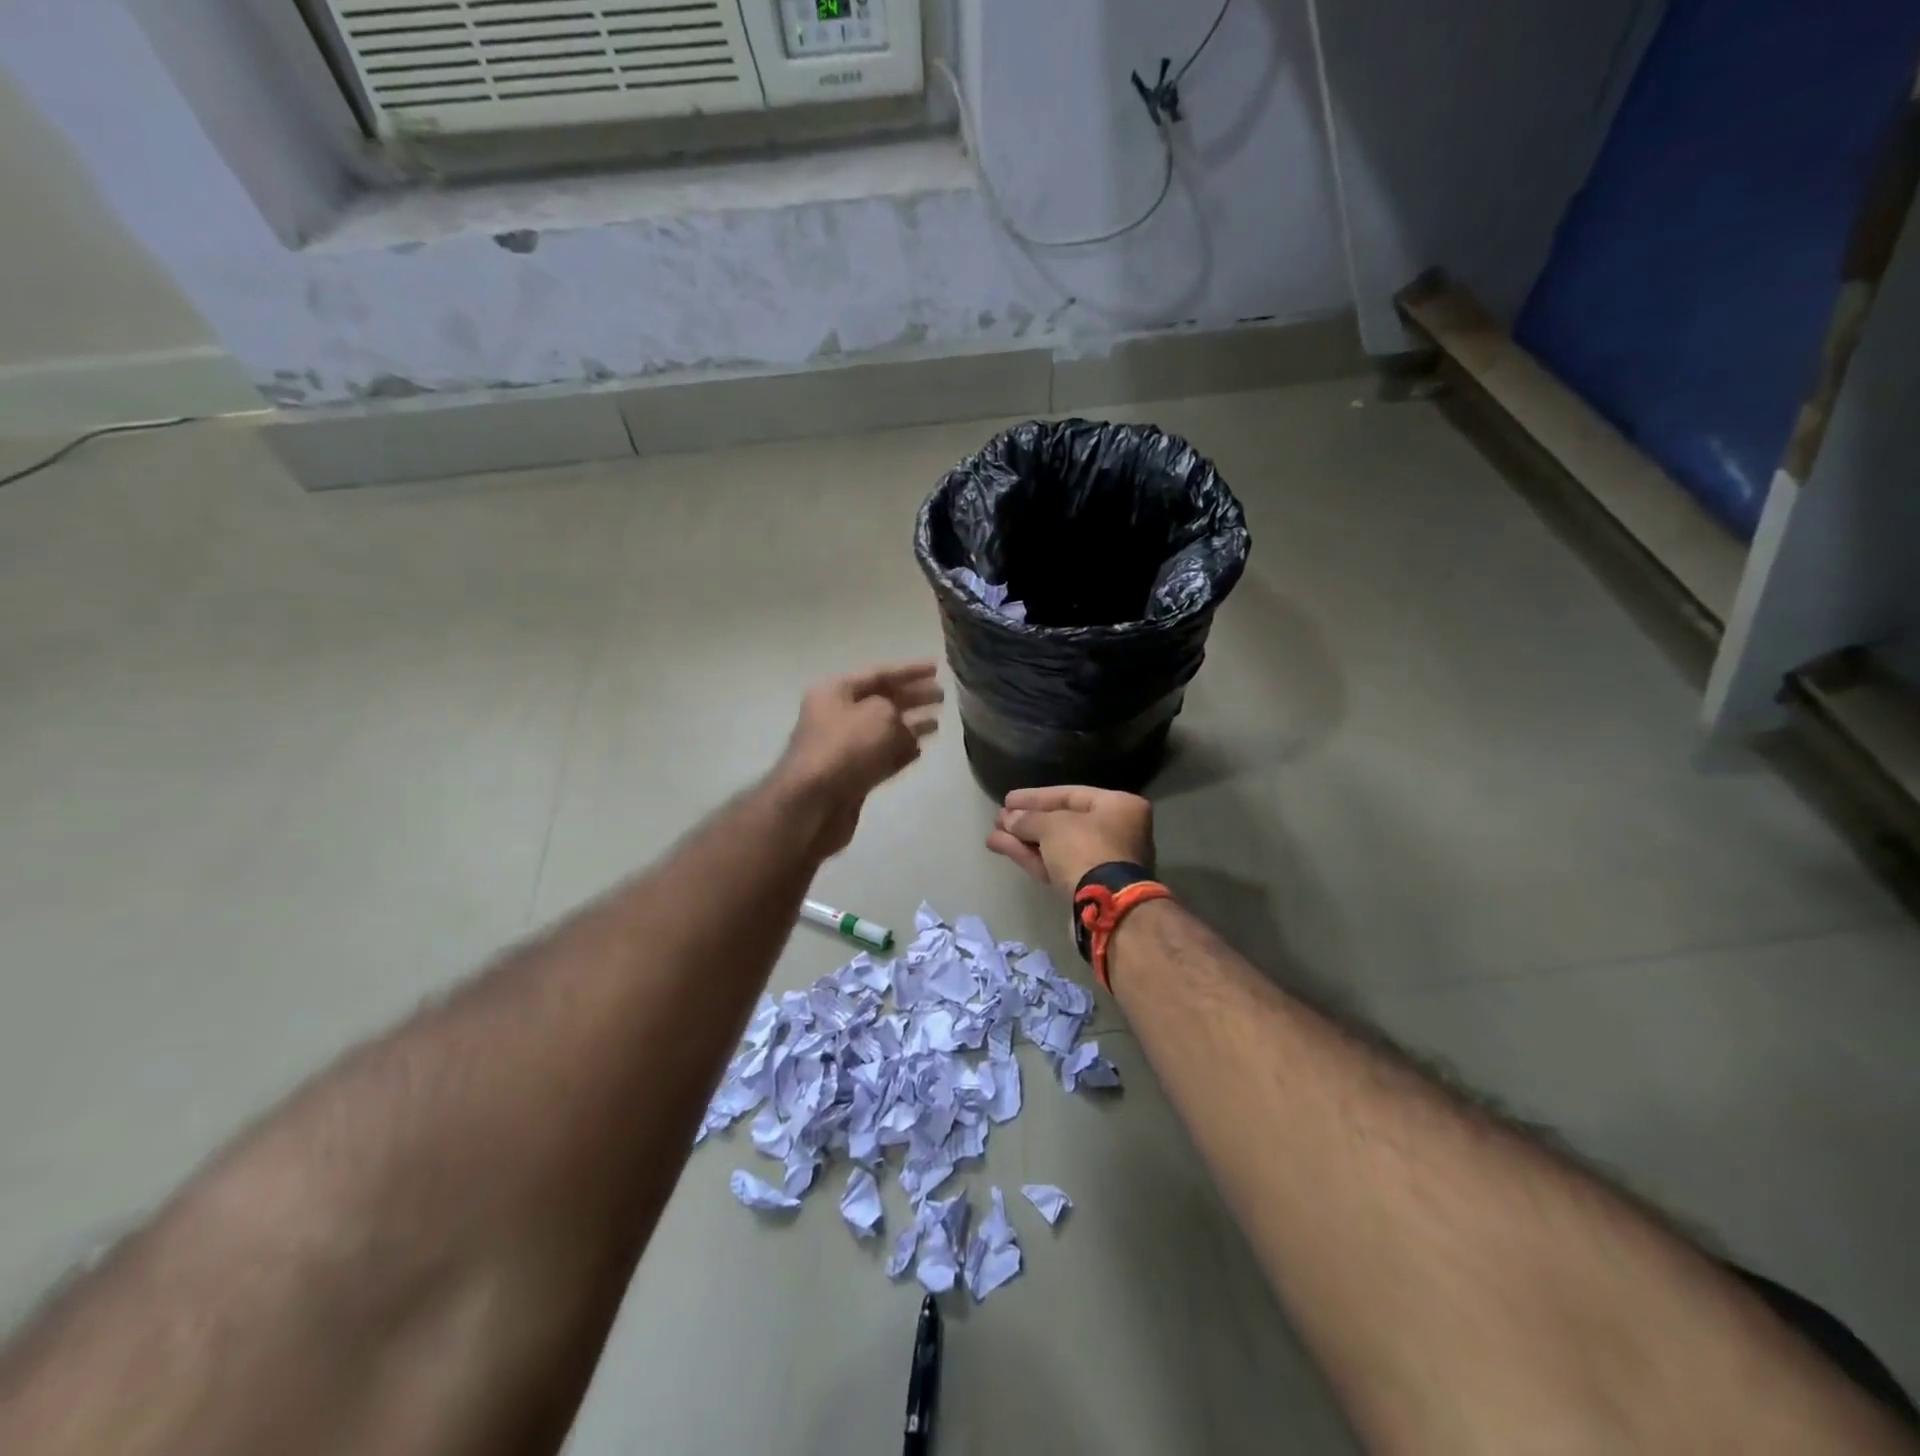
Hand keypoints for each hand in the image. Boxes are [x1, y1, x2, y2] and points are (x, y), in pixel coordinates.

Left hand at [775, 663, 942, 856]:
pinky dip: (900, 752)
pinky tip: (920, 750)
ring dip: (910, 726)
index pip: (879, 673)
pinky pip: (880, 757)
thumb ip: (897, 710)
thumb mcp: (879, 714)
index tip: (937, 669)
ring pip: (883, 731)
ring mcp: (842, 748)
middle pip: (881, 700)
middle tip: (942, 696)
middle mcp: (836, 715)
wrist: (813, 803)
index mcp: (835, 691)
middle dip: (912, 697)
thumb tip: (903, 725)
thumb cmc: (845, 748)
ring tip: (938, 722)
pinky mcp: (850, 776)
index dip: (909, 671)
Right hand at [987, 786, 1154, 896]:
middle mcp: (1115, 831)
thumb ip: (1028, 819)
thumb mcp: (1052, 826)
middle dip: (1026, 821)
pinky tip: (1001, 847)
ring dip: (1022, 840)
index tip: (1008, 800)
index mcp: (1118, 807)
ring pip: (1055, 846)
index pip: (1070, 795)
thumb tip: (1009, 819)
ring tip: (992, 835)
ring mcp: (1102, 861)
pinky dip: (1030, 856)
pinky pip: (1055, 864)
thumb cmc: (1085, 849)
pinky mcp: (1087, 886)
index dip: (1035, 797)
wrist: (1104, 907)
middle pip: (1061, 822)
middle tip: (999, 819)